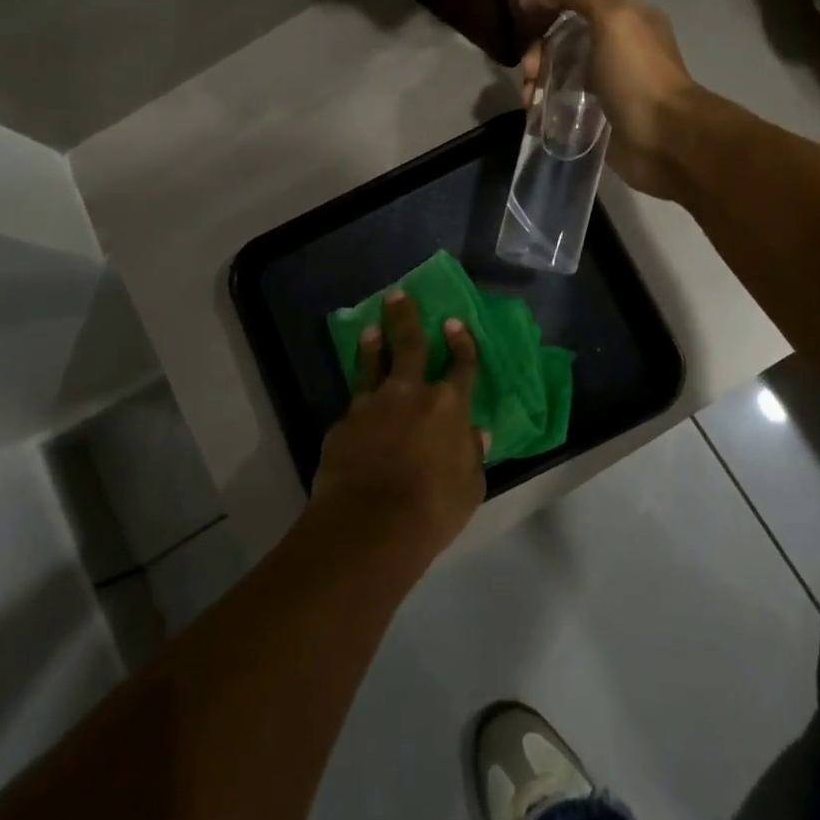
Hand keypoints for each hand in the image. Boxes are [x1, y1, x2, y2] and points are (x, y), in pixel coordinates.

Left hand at [308, 291, 489, 566]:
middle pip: (409, 345)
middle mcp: (410, 394)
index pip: (461, 365)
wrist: (370, 524)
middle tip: (398, 295)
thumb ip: (472, 455)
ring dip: (372, 345)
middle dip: (405, 317)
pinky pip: (354, 406)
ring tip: (370, 328)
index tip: (455, 323)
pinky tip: (357, 410)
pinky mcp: (343, 424)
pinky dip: (359, 402)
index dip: (461, 343)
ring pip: (372, 365)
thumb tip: (476, 433)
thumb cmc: (433, 508)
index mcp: (448, 406)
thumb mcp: (470, 487)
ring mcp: (372, 405)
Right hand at [519, 0, 701, 198]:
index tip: (522, 11)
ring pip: (561, 70)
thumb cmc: (638, 74)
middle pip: (565, 36)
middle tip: (529, 69)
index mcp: (628, 17)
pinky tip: (534, 111)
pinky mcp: (599, 114)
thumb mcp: (613, 18)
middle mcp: (618, 46)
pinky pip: (563, 100)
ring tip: (529, 98)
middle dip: (539, 48)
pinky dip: (545, 102)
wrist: (664, 139)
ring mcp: (608, 82)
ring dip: (538, 78)